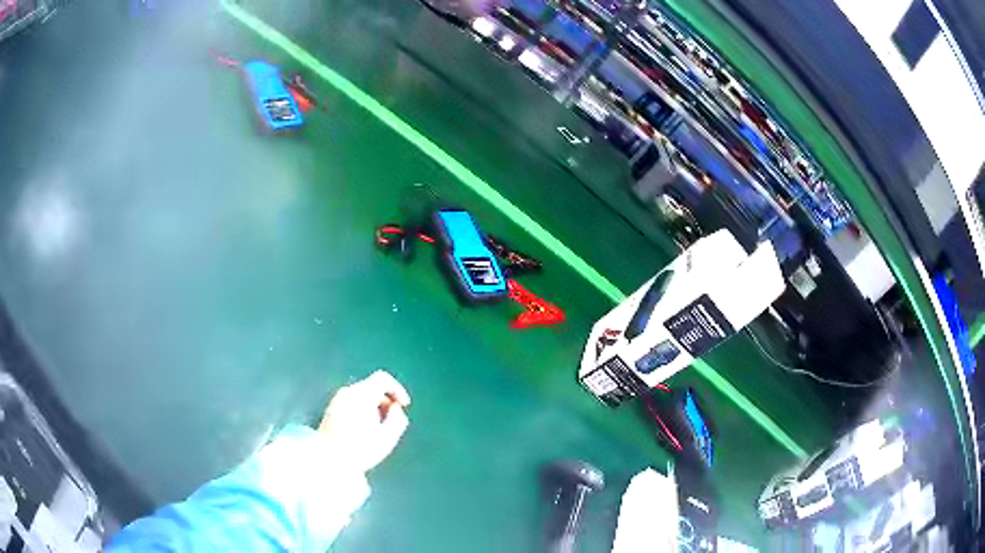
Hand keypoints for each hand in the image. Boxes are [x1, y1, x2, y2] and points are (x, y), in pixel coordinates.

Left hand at [318, 371, 410, 473]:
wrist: (328, 460)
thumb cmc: (359, 450)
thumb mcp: (387, 438)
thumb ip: (397, 419)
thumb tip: (396, 409)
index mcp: (362, 395)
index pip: (383, 378)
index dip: (397, 389)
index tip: (403, 405)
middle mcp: (348, 392)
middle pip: (372, 387)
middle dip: (385, 401)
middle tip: (391, 421)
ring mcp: (337, 400)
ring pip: (362, 395)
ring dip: (374, 407)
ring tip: (378, 429)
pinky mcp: (330, 409)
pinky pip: (352, 402)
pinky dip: (362, 409)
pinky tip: (363, 430)